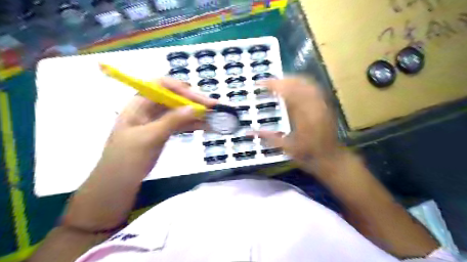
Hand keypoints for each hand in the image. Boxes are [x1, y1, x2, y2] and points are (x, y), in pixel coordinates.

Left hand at [98, 77, 218, 175]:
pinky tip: (206, 126)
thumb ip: (172, 121)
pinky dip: (193, 124)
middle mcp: (149, 108)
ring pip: (180, 111)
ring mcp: (157, 121)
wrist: (117, 183)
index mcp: (139, 104)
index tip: (198, 99)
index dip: (181, 88)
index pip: (162, 85)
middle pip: (174, 97)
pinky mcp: (163, 132)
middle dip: (194, 101)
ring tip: (214, 117)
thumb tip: (195, 108)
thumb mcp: (149, 137)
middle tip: (213, 107)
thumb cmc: (127, 159)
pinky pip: (180, 124)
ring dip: (196, 113)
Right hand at [255, 79, 345, 177]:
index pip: (287, 92)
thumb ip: (267, 137)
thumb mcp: (285, 148)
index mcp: (302, 116)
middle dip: (281, 80)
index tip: (260, 84)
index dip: (273, 85)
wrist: (330, 158)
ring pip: (306, 83)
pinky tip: (294, 86)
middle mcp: (313, 106)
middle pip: (297, 83)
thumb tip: (248, 132)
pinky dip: (301, 83)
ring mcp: (321, 104)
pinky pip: (313, 87)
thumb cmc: (307, 154)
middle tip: (267, 82)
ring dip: (290, 80)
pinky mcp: (325, 104)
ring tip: (278, 82)